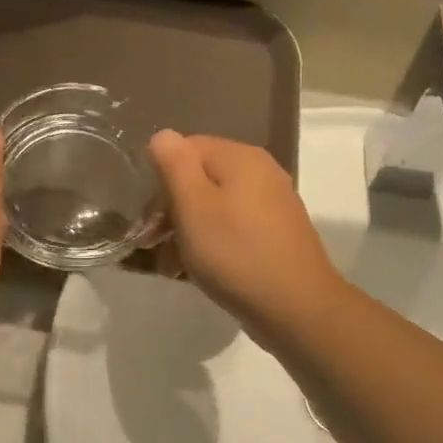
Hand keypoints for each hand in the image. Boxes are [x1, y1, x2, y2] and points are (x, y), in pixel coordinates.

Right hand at [149, 131, 343, 340]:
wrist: (296, 307)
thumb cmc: (235, 252)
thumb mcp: (193, 205)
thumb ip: (174, 164)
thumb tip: (162, 135)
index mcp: (240, 157)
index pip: (185, 148)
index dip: (160, 178)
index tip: (147, 215)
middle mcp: (260, 171)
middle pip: (200, 177)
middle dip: (172, 209)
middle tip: (153, 243)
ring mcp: (272, 203)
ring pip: (214, 206)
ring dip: (188, 231)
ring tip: (172, 264)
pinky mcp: (276, 233)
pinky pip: (233, 228)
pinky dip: (212, 244)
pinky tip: (199, 270)